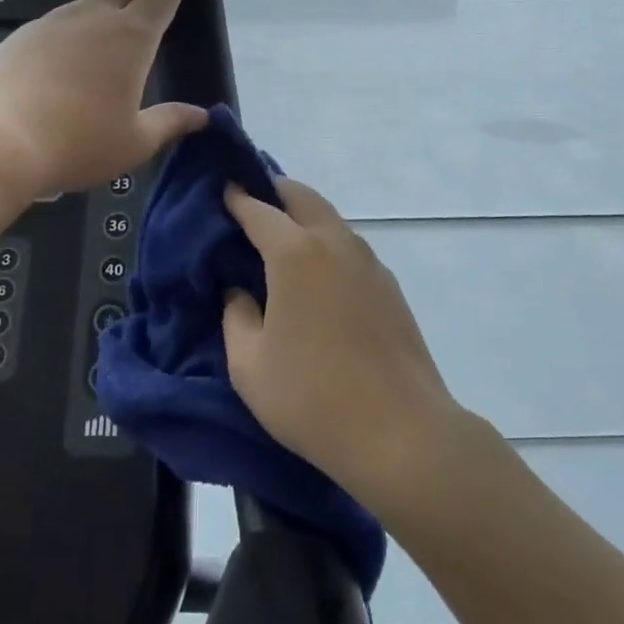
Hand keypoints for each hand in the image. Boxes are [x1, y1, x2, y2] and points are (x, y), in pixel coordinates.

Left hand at [0, 0, 209, 201]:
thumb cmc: (78, 143)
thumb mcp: (134, 142)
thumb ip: (170, 123)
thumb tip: (201, 116)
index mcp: (131, 39)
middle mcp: (94, 19)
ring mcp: (54, 23)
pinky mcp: (23, 36)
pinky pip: (61, 20)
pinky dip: (79, 19)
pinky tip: (74, 41)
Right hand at [222, 176, 463, 510]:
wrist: (401, 433)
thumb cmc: (312, 397)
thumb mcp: (249, 365)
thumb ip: (235, 316)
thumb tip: (239, 291)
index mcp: (295, 253)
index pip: (259, 210)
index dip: (237, 198)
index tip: (222, 191)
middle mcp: (335, 244)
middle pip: (302, 197)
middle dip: (274, 191)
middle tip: (251, 202)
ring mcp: (369, 263)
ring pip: (330, 220)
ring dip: (303, 216)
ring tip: (280, 238)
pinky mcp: (389, 287)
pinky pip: (349, 247)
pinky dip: (326, 243)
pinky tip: (316, 275)